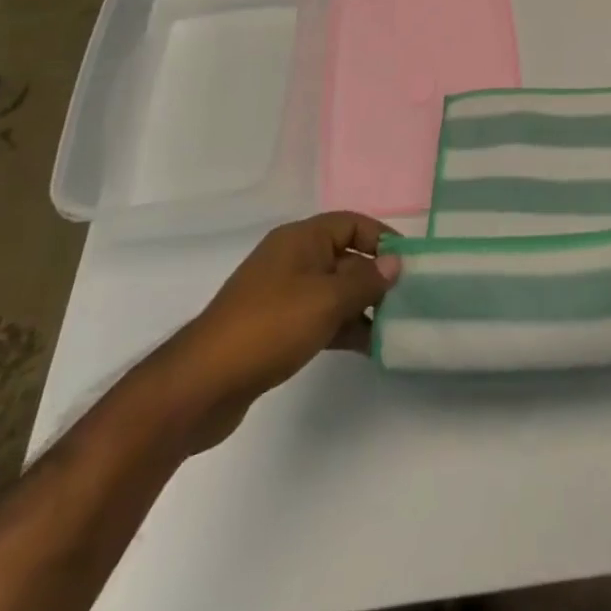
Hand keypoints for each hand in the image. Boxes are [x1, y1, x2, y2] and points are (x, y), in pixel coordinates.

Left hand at [167, 213, 400, 446]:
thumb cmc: (269, 327)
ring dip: (363, 306)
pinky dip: (343, 326)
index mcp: (302, 239)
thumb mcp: (327, 300)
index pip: (353, 224)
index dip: (383, 240)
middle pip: (346, 257)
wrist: (200, 386)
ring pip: (334, 290)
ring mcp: (282, 294)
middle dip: (376, 277)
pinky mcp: (275, 328)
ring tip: (394, 328)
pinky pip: (320, 316)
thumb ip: (367, 281)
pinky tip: (368, 347)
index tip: (410, 265)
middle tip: (408, 300)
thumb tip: (396, 263)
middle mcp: (292, 259)